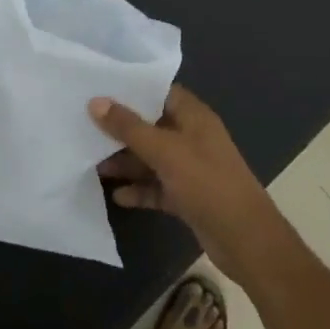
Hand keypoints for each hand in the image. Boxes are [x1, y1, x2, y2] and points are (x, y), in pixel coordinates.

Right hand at [92, 84, 280, 281]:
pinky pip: (157, 187)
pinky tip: (116, 196)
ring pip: (151, 159)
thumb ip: (129, 127)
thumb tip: (95, 101)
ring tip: (92, 165)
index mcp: (194, 117)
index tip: (99, 89)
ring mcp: (190, 168)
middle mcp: (192, 138)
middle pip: (151, 126)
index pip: (160, 92)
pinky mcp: (187, 196)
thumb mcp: (165, 151)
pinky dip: (139, 190)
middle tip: (84, 128)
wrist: (245, 239)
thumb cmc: (207, 183)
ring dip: (126, 162)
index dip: (132, 89)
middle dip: (121, 130)